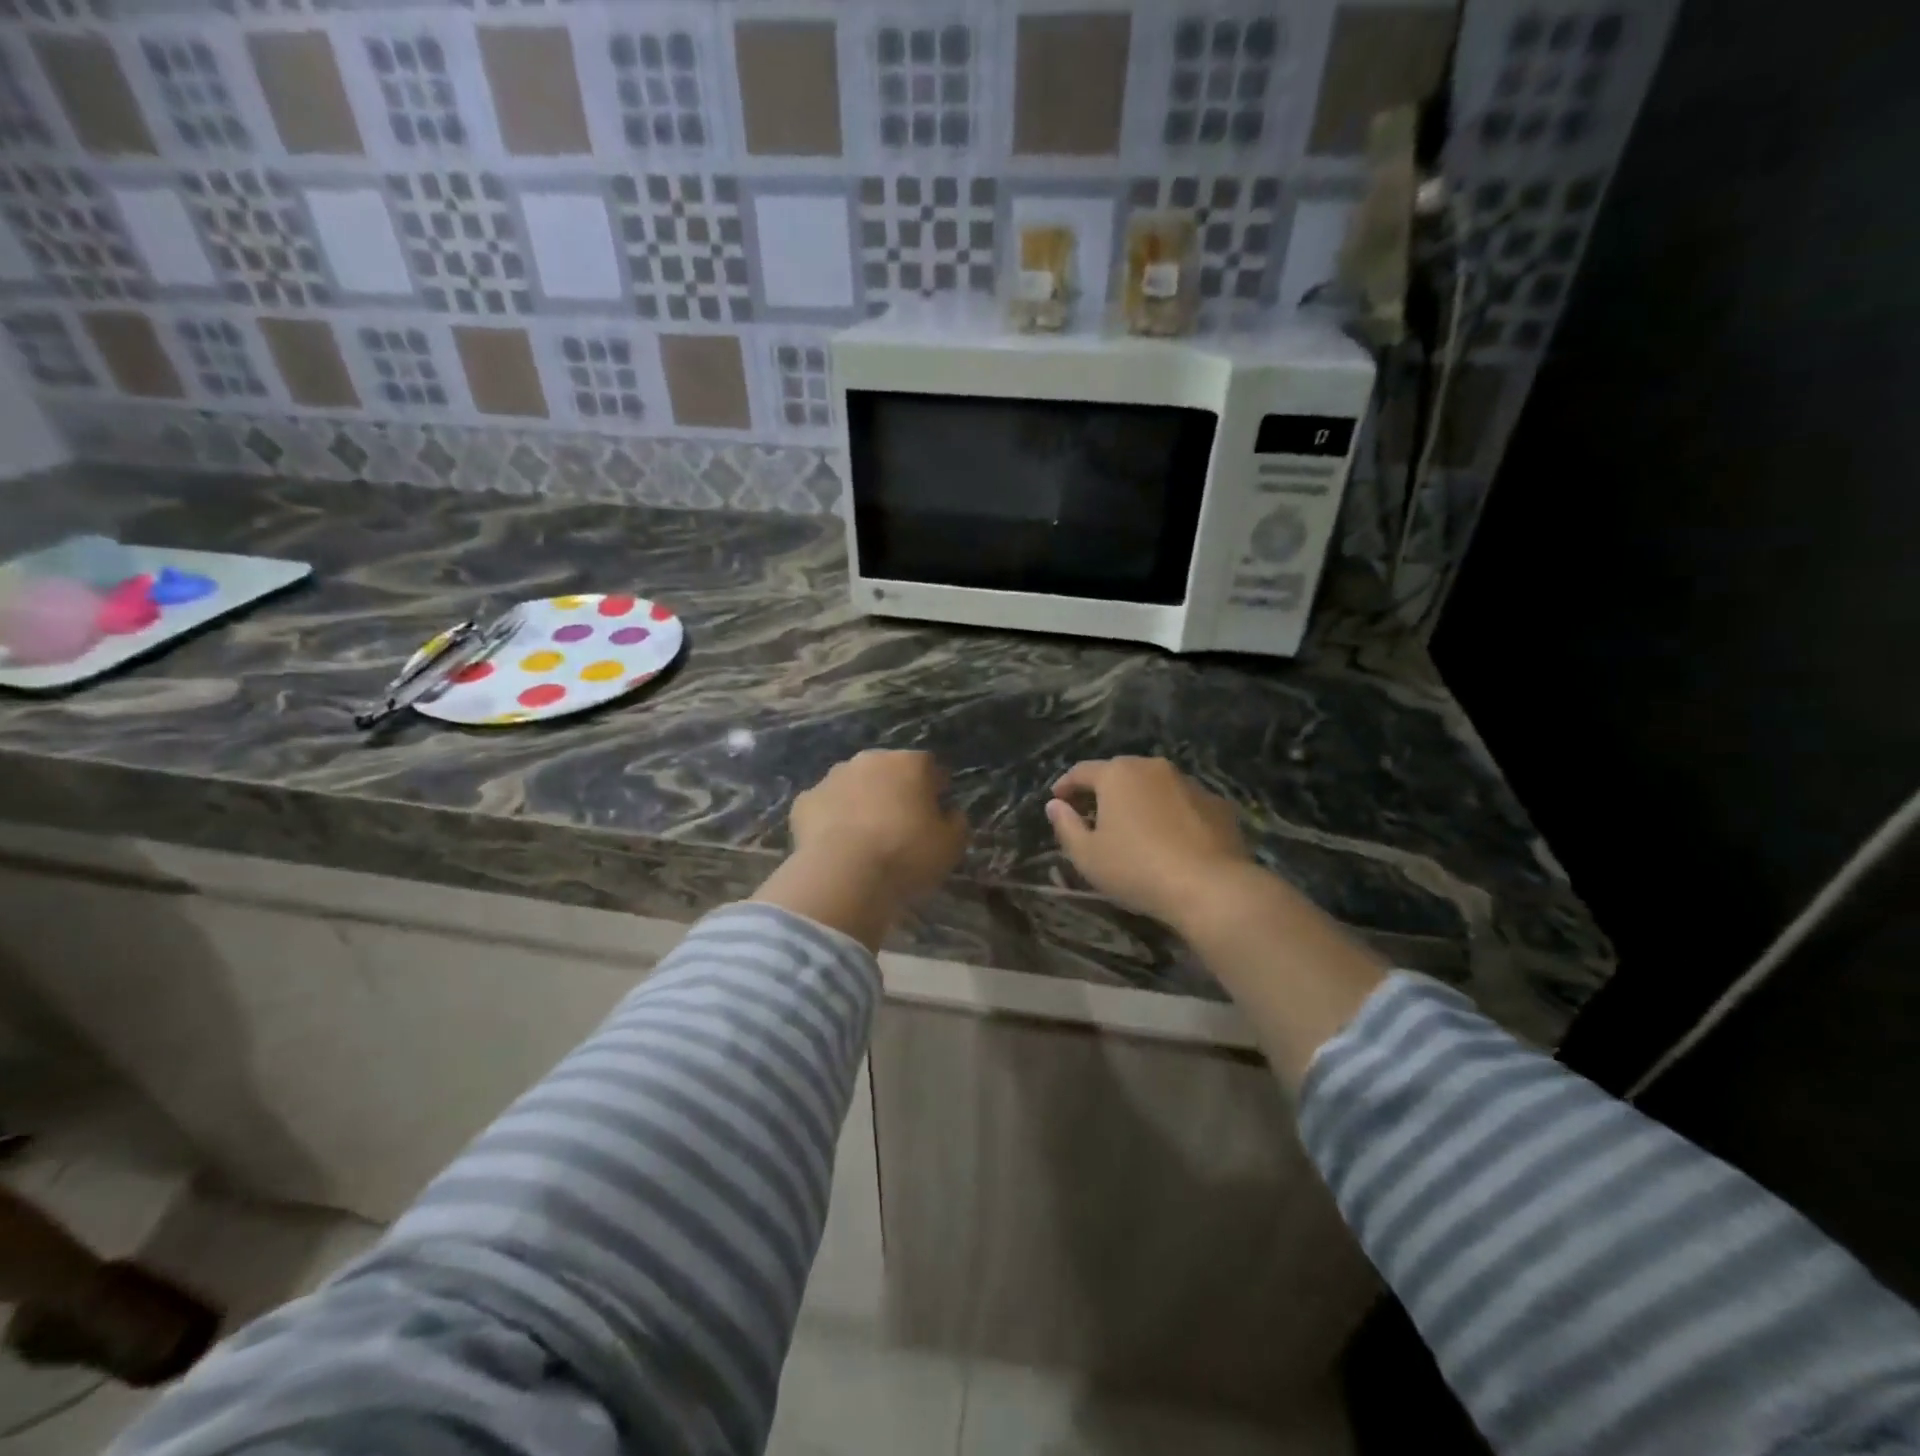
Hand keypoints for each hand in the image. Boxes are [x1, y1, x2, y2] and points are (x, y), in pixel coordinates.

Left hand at [791, 749, 967, 902]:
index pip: (930, 767)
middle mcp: (870, 760)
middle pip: (888, 771)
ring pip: (853, 785)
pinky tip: (836, 845)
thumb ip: (956, 823)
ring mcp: (832, 778)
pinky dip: (831, 820)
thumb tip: (950, 813)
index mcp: (909, 763)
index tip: (937, 810)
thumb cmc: (907, 854)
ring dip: (861, 801)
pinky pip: (825, 807)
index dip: (935, 787)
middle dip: (894, 790)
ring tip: (866, 837)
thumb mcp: (951, 845)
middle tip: (900, 824)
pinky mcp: (804, 802)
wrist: (844, 874)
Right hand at [1045, 757, 1252, 928]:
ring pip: (1155, 786)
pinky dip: (1171, 814)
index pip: (1082, 771)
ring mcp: (1190, 783)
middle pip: (1120, 773)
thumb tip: (1055, 805)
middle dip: (1104, 791)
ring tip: (1134, 828)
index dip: (1065, 785)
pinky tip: (1171, 839)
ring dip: (1140, 801)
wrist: (1211, 887)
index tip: (1057, 800)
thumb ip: (1066, 826)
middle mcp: (1153, 767)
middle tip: (1093, 815)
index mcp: (1117, 774)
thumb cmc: (1137, 868)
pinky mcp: (1218, 804)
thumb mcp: (1087, 855)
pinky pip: (1184, 804)